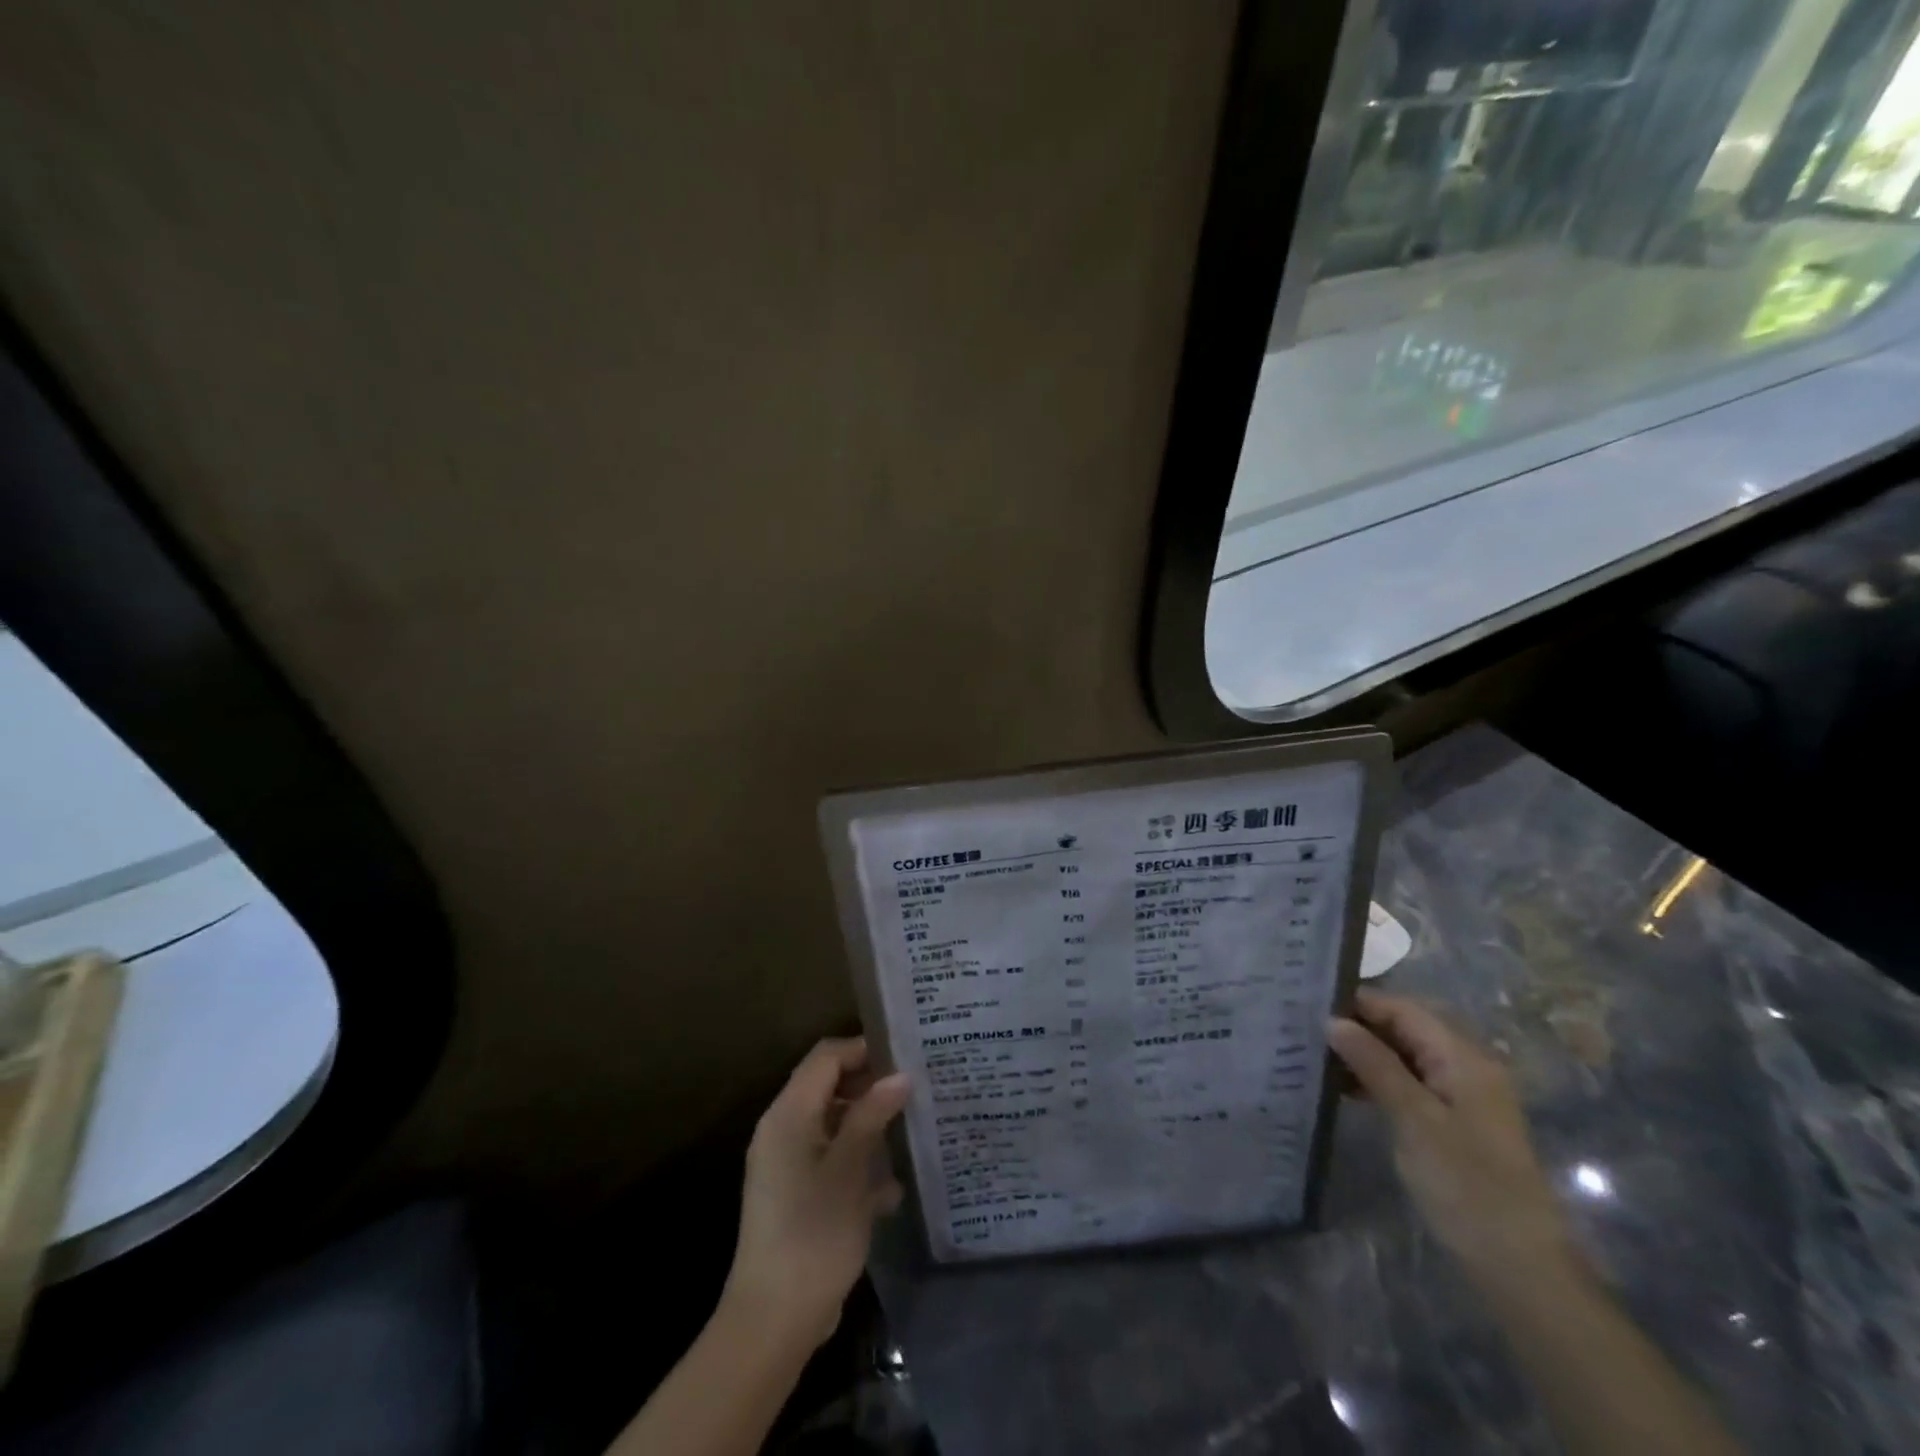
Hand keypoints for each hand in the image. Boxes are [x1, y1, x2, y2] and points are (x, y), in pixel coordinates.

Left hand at [723, 1037, 909, 1351]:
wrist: (774, 1321)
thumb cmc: (813, 1234)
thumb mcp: (849, 1170)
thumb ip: (872, 1116)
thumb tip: (901, 1075)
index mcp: (788, 1114)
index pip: (826, 1057)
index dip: (864, 1050)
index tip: (906, 1057)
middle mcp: (783, 1129)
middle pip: (829, 1086)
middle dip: (871, 1086)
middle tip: (916, 1091)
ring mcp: (788, 1163)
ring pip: (835, 1123)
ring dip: (870, 1125)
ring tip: (913, 1129)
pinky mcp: (797, 1193)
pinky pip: (832, 1157)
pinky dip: (860, 1161)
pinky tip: (893, 1185)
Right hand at [1327, 991, 1570, 1279]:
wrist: (1517, 1265)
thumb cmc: (1466, 1183)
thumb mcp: (1413, 1118)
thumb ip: (1373, 1063)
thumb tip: (1332, 1020)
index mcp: (1462, 1057)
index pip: (1402, 1009)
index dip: (1358, 1003)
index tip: (1308, 1005)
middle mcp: (1464, 1066)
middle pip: (1404, 1028)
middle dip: (1357, 1027)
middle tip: (1304, 1029)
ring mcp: (1460, 1095)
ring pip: (1403, 1056)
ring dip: (1363, 1054)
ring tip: (1314, 1056)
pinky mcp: (1451, 1122)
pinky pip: (1408, 1082)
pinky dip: (1376, 1080)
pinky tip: (1342, 1088)